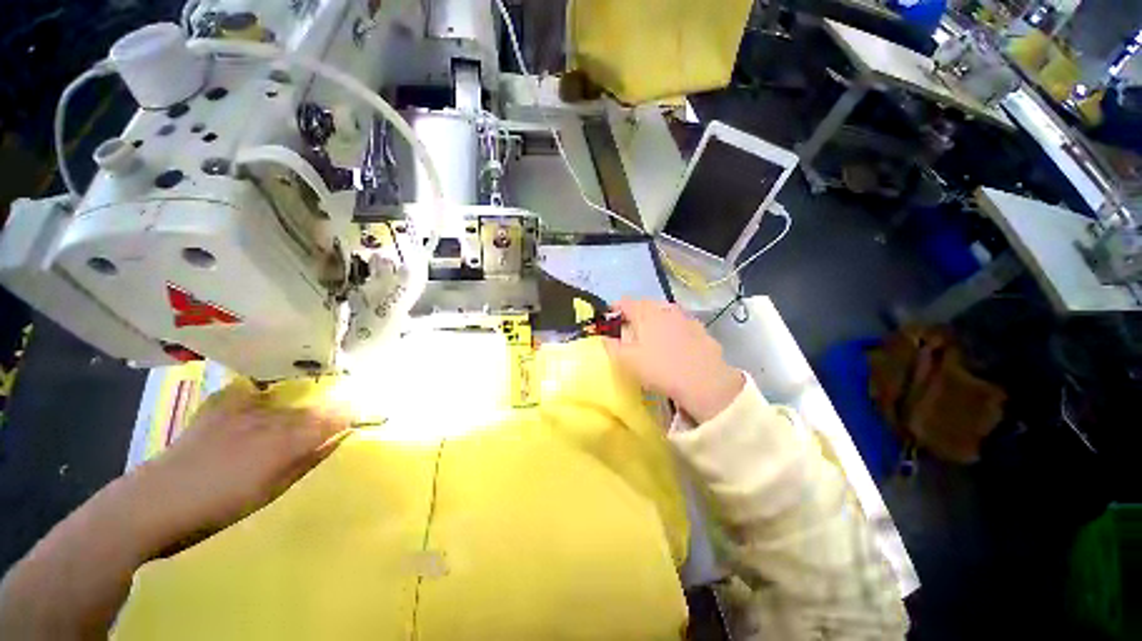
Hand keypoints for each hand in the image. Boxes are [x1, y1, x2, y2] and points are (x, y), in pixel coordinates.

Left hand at [134, 386, 351, 535]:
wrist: (153, 503)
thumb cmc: (219, 507)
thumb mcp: (272, 491)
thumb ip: (308, 460)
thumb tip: (339, 438)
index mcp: (286, 441)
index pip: (334, 416)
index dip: (354, 412)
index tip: (369, 413)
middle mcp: (271, 417)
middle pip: (313, 406)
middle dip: (331, 409)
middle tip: (341, 414)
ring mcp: (244, 409)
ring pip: (288, 401)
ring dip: (302, 405)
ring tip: (305, 413)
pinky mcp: (220, 407)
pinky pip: (252, 394)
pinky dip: (264, 397)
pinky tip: (264, 403)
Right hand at [604, 300, 743, 423]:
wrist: (703, 381)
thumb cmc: (659, 369)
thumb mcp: (627, 361)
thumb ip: (612, 347)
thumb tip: (605, 337)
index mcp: (645, 315)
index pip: (626, 303)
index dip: (615, 308)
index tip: (611, 317)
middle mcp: (665, 310)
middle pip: (646, 304)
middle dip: (635, 311)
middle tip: (630, 326)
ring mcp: (685, 318)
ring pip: (665, 310)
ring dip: (656, 316)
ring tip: (652, 331)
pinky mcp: (700, 329)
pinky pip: (682, 322)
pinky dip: (674, 326)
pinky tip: (676, 340)